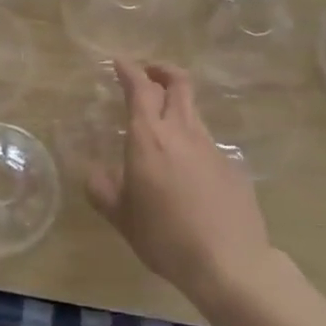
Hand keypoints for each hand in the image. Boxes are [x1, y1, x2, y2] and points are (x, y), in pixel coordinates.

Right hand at [88, 61, 274, 310]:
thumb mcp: (121, 217)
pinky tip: (188, 173)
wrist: (229, 263)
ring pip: (194, 112)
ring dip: (178, 106)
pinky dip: (193, 144)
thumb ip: (102, 190)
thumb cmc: (165, 236)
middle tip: (149, 74)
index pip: (140, 88)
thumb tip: (93, 174)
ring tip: (164, 126)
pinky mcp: (232, 167)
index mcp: (149, 137)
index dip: (129, 70)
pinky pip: (208, 145)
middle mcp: (182, 132)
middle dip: (162, 71)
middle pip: (178, 83)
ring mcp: (212, 148)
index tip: (120, 61)